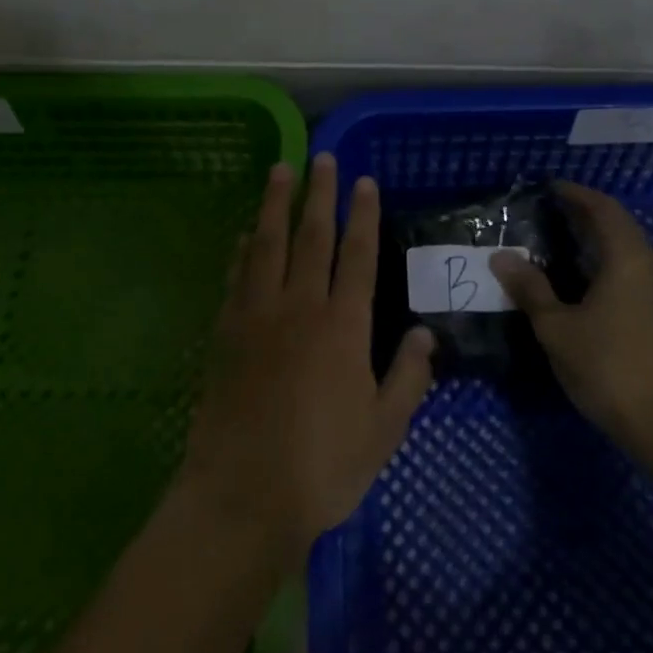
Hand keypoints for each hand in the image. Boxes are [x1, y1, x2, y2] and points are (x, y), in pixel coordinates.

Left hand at [180, 155, 436, 567]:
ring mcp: (258, 315)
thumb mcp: (383, 431)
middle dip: (320, 194)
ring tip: (280, 170)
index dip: (362, 216)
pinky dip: (243, 249)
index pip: (358, 256)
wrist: (243, 494)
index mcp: (344, 327)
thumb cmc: (322, 466)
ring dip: (275, 204)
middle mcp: (301, 307)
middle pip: (312, 237)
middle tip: (322, 157)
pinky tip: (245, 233)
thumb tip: (426, 334)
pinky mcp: (226, 331)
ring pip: (269, 245)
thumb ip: (407, 378)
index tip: (363, 182)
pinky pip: (236, 276)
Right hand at [490, 182, 652, 467]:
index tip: (549, 188)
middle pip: (619, 225)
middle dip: (586, 212)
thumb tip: (502, 257)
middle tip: (549, 210)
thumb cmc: (606, 367)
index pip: (604, 209)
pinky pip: (632, 269)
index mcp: (628, 260)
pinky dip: (606, 259)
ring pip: (628, 248)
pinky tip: (581, 277)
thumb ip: (530, 288)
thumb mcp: (557, 327)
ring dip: (597, 237)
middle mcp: (650, 267)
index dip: (577, 194)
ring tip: (559, 238)